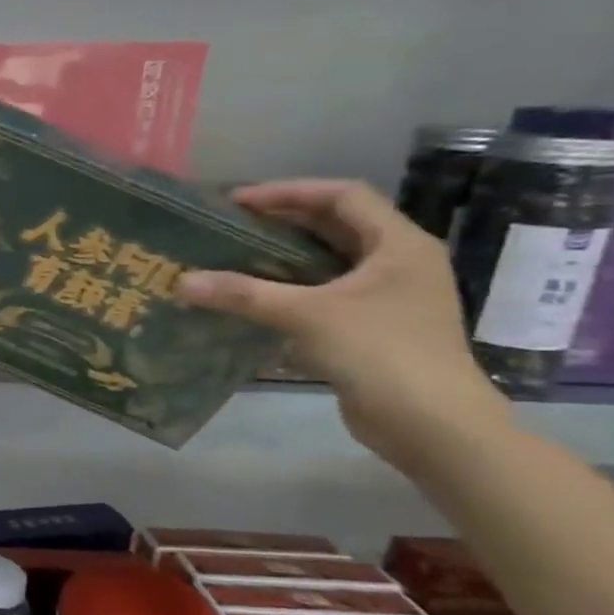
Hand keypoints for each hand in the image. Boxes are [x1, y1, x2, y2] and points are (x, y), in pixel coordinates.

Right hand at [174, 180, 509, 469]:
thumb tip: (181, 281)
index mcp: (398, 245)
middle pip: (337, 224)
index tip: (238, 201)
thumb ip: (243, 294)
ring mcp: (390, 296)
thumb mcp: (306, 316)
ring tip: (234, 254)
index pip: (342, 196)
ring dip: (285, 254)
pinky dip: (291, 286)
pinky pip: (326, 291)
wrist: (431, 423)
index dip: (289, 191)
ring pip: (330, 259)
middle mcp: (399, 262)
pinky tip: (255, 296)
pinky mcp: (374, 325)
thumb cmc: (380, 352)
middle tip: (230, 224)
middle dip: (283, 220)